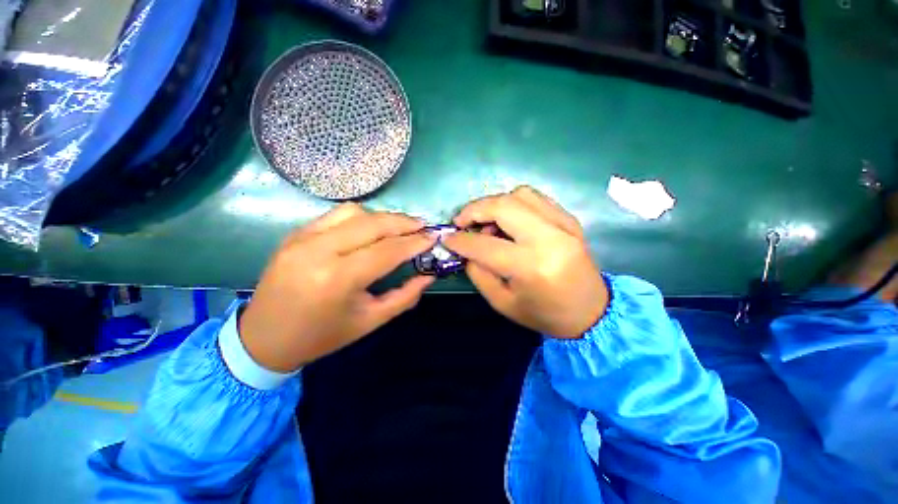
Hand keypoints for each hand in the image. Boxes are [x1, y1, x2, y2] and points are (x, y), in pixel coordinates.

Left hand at [239, 204, 436, 371]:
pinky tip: (371, 228)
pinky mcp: (296, 234)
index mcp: (338, 279)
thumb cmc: (322, 335)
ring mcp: (303, 238)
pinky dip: (361, 217)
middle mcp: (319, 251)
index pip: (387, 250)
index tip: (433, 237)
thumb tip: (429, 275)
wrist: (264, 337)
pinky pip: (336, 215)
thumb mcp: (370, 321)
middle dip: (403, 222)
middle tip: (422, 226)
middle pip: (373, 224)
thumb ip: (404, 296)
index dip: (414, 242)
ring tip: (399, 227)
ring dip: (383, 217)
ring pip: (354, 212)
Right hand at [443, 186, 607, 338]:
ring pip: (519, 194)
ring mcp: (563, 224)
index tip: (446, 237)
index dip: (460, 240)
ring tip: (488, 224)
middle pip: (503, 206)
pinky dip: (514, 204)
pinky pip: (535, 198)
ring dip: (495, 204)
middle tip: (462, 222)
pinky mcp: (569, 219)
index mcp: (531, 267)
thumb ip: (478, 272)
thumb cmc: (543, 313)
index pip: (484, 245)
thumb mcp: (501, 302)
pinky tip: (509, 221)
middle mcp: (549, 238)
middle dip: (474, 209)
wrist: (590, 311)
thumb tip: (466, 248)